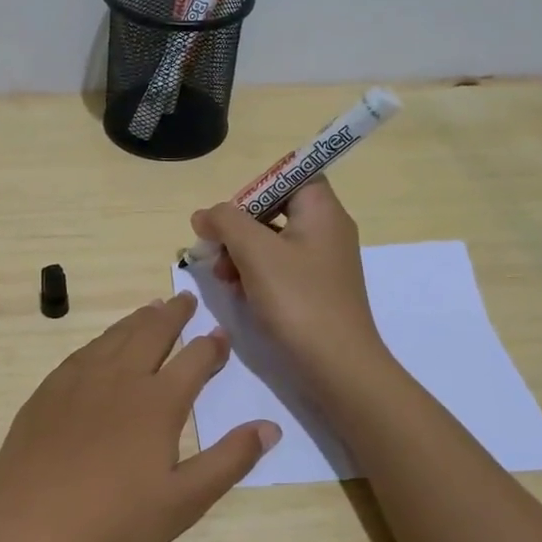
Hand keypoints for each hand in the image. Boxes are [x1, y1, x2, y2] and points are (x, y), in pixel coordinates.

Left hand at [0, 294, 279, 541]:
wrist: (27, 529)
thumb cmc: (113, 522)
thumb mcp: (184, 502)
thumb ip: (229, 461)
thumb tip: (270, 426)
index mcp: (158, 402)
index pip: (194, 360)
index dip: (212, 346)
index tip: (222, 334)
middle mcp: (120, 378)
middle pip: (152, 333)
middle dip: (173, 315)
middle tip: (186, 300)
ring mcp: (78, 381)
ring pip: (115, 336)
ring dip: (137, 320)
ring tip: (150, 309)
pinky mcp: (48, 391)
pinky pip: (83, 351)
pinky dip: (102, 339)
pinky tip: (102, 345)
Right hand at [190, 177, 391, 401]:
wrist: (337, 366)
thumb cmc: (298, 299)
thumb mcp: (255, 252)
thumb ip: (225, 222)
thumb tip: (204, 214)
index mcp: (322, 210)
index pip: (290, 174)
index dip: (256, 187)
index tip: (231, 212)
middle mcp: (327, 229)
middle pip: (275, 209)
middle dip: (239, 227)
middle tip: (215, 249)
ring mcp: (322, 262)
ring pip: (272, 241)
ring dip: (241, 253)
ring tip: (222, 276)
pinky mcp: (315, 289)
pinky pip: (279, 268)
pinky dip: (255, 274)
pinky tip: (237, 292)